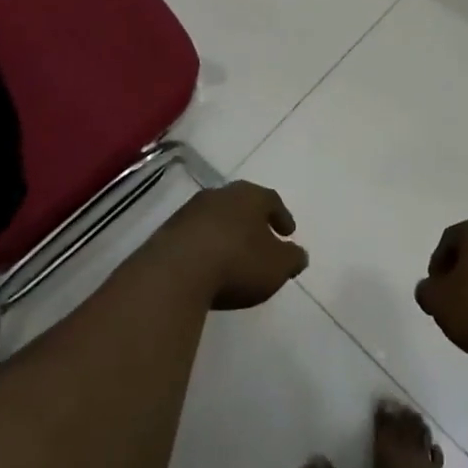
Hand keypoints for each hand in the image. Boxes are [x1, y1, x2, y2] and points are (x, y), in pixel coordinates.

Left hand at [155, 182, 308, 309]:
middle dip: (252, 221)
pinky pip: (194, 235)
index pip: (271, 200)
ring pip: (216, 217)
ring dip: (226, 232)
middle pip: (241, 204)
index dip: (281, 216)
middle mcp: (220, 195)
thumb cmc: (237, 262)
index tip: (288, 232)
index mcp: (249, 196)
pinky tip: (207, 265)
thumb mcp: (276, 266)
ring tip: (232, 254)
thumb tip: (299, 254)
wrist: (176, 272)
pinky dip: (204, 245)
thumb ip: (292, 259)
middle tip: (261, 239)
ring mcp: (190, 211)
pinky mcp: (167, 231)